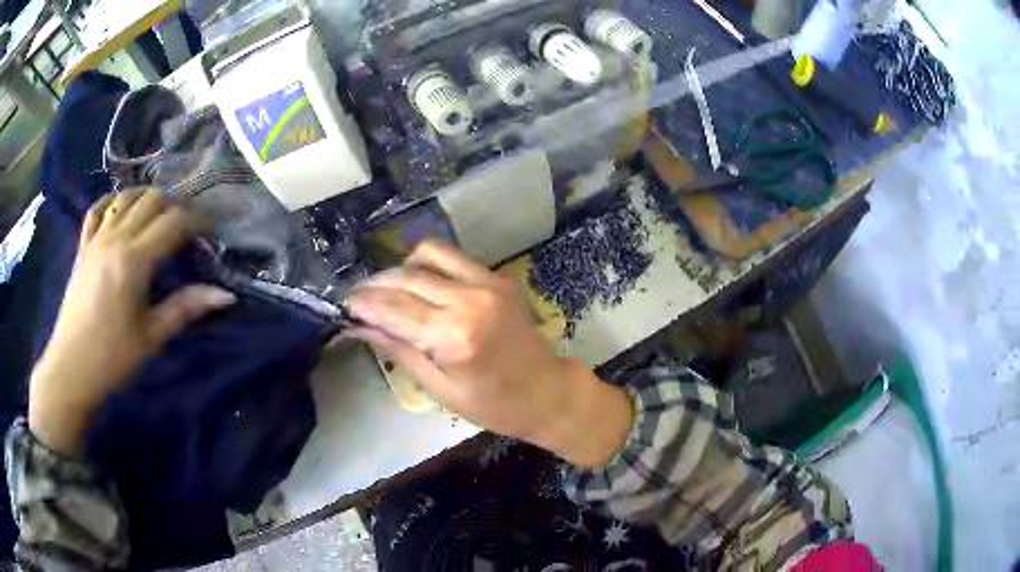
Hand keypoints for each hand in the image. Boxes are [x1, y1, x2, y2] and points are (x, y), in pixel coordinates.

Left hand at [28, 189, 236, 455]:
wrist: (72, 369)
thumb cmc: (113, 358)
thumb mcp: (152, 337)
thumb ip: (185, 308)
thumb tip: (225, 295)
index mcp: (134, 260)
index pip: (174, 223)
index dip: (198, 220)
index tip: (213, 229)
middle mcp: (115, 238)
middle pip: (152, 200)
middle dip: (175, 206)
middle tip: (187, 227)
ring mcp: (96, 239)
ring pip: (126, 197)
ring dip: (147, 198)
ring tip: (159, 215)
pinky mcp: (83, 247)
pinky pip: (97, 210)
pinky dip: (112, 203)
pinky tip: (120, 211)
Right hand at [347, 240, 633, 467]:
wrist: (546, 391)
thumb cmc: (492, 405)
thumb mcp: (438, 387)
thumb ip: (398, 349)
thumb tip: (357, 326)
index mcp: (454, 336)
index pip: (393, 309)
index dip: (363, 305)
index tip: (342, 306)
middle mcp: (469, 299)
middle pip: (405, 277)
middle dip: (374, 285)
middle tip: (356, 299)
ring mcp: (486, 282)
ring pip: (427, 254)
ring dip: (400, 269)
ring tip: (387, 291)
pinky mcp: (497, 276)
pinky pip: (451, 257)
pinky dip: (427, 265)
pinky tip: (418, 285)